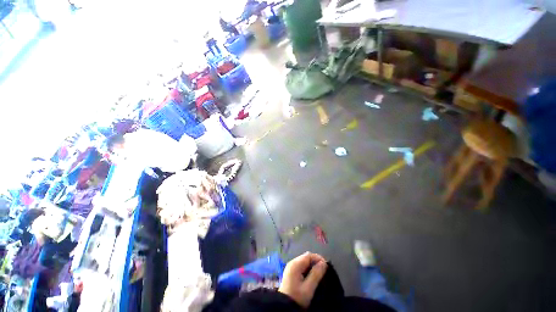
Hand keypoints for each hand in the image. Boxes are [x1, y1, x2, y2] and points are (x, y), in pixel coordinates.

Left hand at [278, 252, 327, 307]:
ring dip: (312, 266)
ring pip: (304, 262)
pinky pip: (301, 267)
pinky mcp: (291, 273)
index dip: (318, 259)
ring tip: (318, 275)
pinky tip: (311, 277)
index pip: (309, 255)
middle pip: (306, 257)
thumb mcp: (308, 288)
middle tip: (323, 272)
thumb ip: (316, 274)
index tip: (326, 267)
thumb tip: (323, 263)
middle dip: (315, 262)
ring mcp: (291, 268)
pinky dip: (307, 270)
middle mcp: (292, 263)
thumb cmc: (297, 297)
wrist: (283, 308)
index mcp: (295, 264)